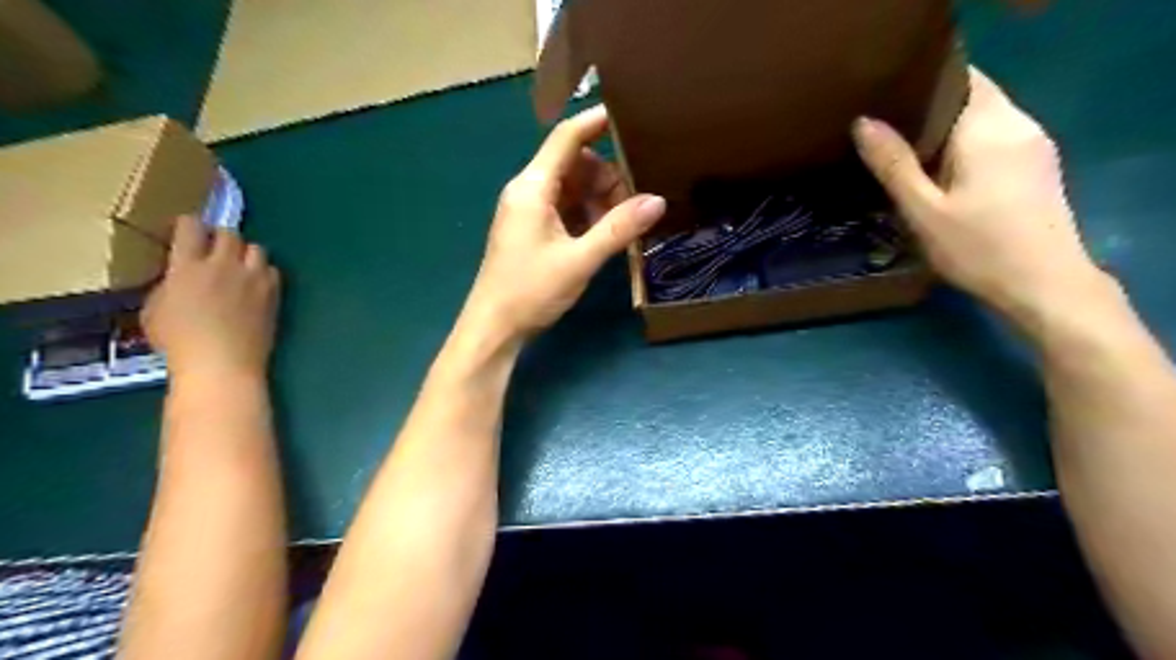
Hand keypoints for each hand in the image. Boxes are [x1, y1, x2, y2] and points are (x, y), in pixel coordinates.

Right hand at [139, 218, 277, 381]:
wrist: (223, 362)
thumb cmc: (179, 342)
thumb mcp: (155, 309)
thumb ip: (169, 284)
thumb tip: (178, 277)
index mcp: (188, 266)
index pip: (190, 227)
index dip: (187, 224)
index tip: (184, 231)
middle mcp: (224, 265)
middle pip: (229, 233)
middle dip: (220, 237)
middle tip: (213, 250)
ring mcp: (253, 278)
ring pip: (256, 248)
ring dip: (245, 253)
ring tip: (238, 266)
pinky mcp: (273, 293)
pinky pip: (273, 271)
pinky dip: (264, 272)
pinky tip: (256, 284)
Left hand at [469, 103, 668, 338]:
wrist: (494, 328)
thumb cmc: (530, 291)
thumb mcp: (579, 260)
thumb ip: (618, 229)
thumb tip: (657, 201)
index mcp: (532, 187)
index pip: (567, 137)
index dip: (597, 122)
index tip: (631, 114)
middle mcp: (529, 190)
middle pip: (574, 163)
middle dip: (607, 176)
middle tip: (635, 202)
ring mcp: (529, 211)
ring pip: (572, 188)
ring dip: (600, 200)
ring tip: (624, 224)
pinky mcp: (533, 230)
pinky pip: (566, 209)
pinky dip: (588, 216)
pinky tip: (605, 235)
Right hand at [851, 67, 1108, 325]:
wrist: (1044, 285)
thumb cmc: (978, 248)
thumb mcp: (924, 211)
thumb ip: (894, 164)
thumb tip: (862, 122)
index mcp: (990, 128)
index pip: (959, 78)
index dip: (922, 83)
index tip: (884, 101)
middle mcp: (1019, 124)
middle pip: (972, 95)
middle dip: (929, 106)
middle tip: (884, 128)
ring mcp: (1033, 144)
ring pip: (984, 116)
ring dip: (946, 127)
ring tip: (903, 148)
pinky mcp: (1037, 165)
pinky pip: (995, 136)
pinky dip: (965, 142)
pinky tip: (939, 169)